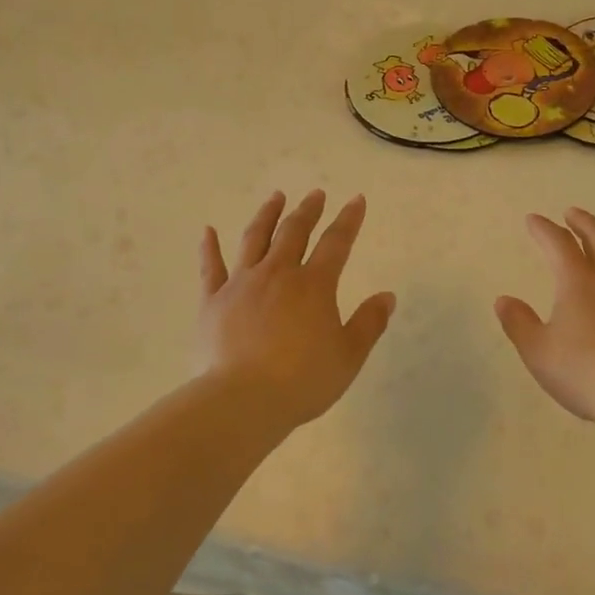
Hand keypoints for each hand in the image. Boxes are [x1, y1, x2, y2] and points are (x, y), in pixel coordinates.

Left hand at [197, 190, 395, 430]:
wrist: (242, 400)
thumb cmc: (302, 380)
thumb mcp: (348, 356)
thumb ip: (369, 323)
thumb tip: (387, 296)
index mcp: (314, 285)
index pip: (336, 243)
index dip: (349, 220)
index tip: (356, 200)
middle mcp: (278, 274)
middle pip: (294, 232)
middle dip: (308, 210)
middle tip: (315, 194)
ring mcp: (242, 284)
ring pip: (255, 239)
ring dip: (267, 215)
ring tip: (275, 197)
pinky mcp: (213, 301)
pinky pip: (211, 268)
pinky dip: (209, 247)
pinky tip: (208, 231)